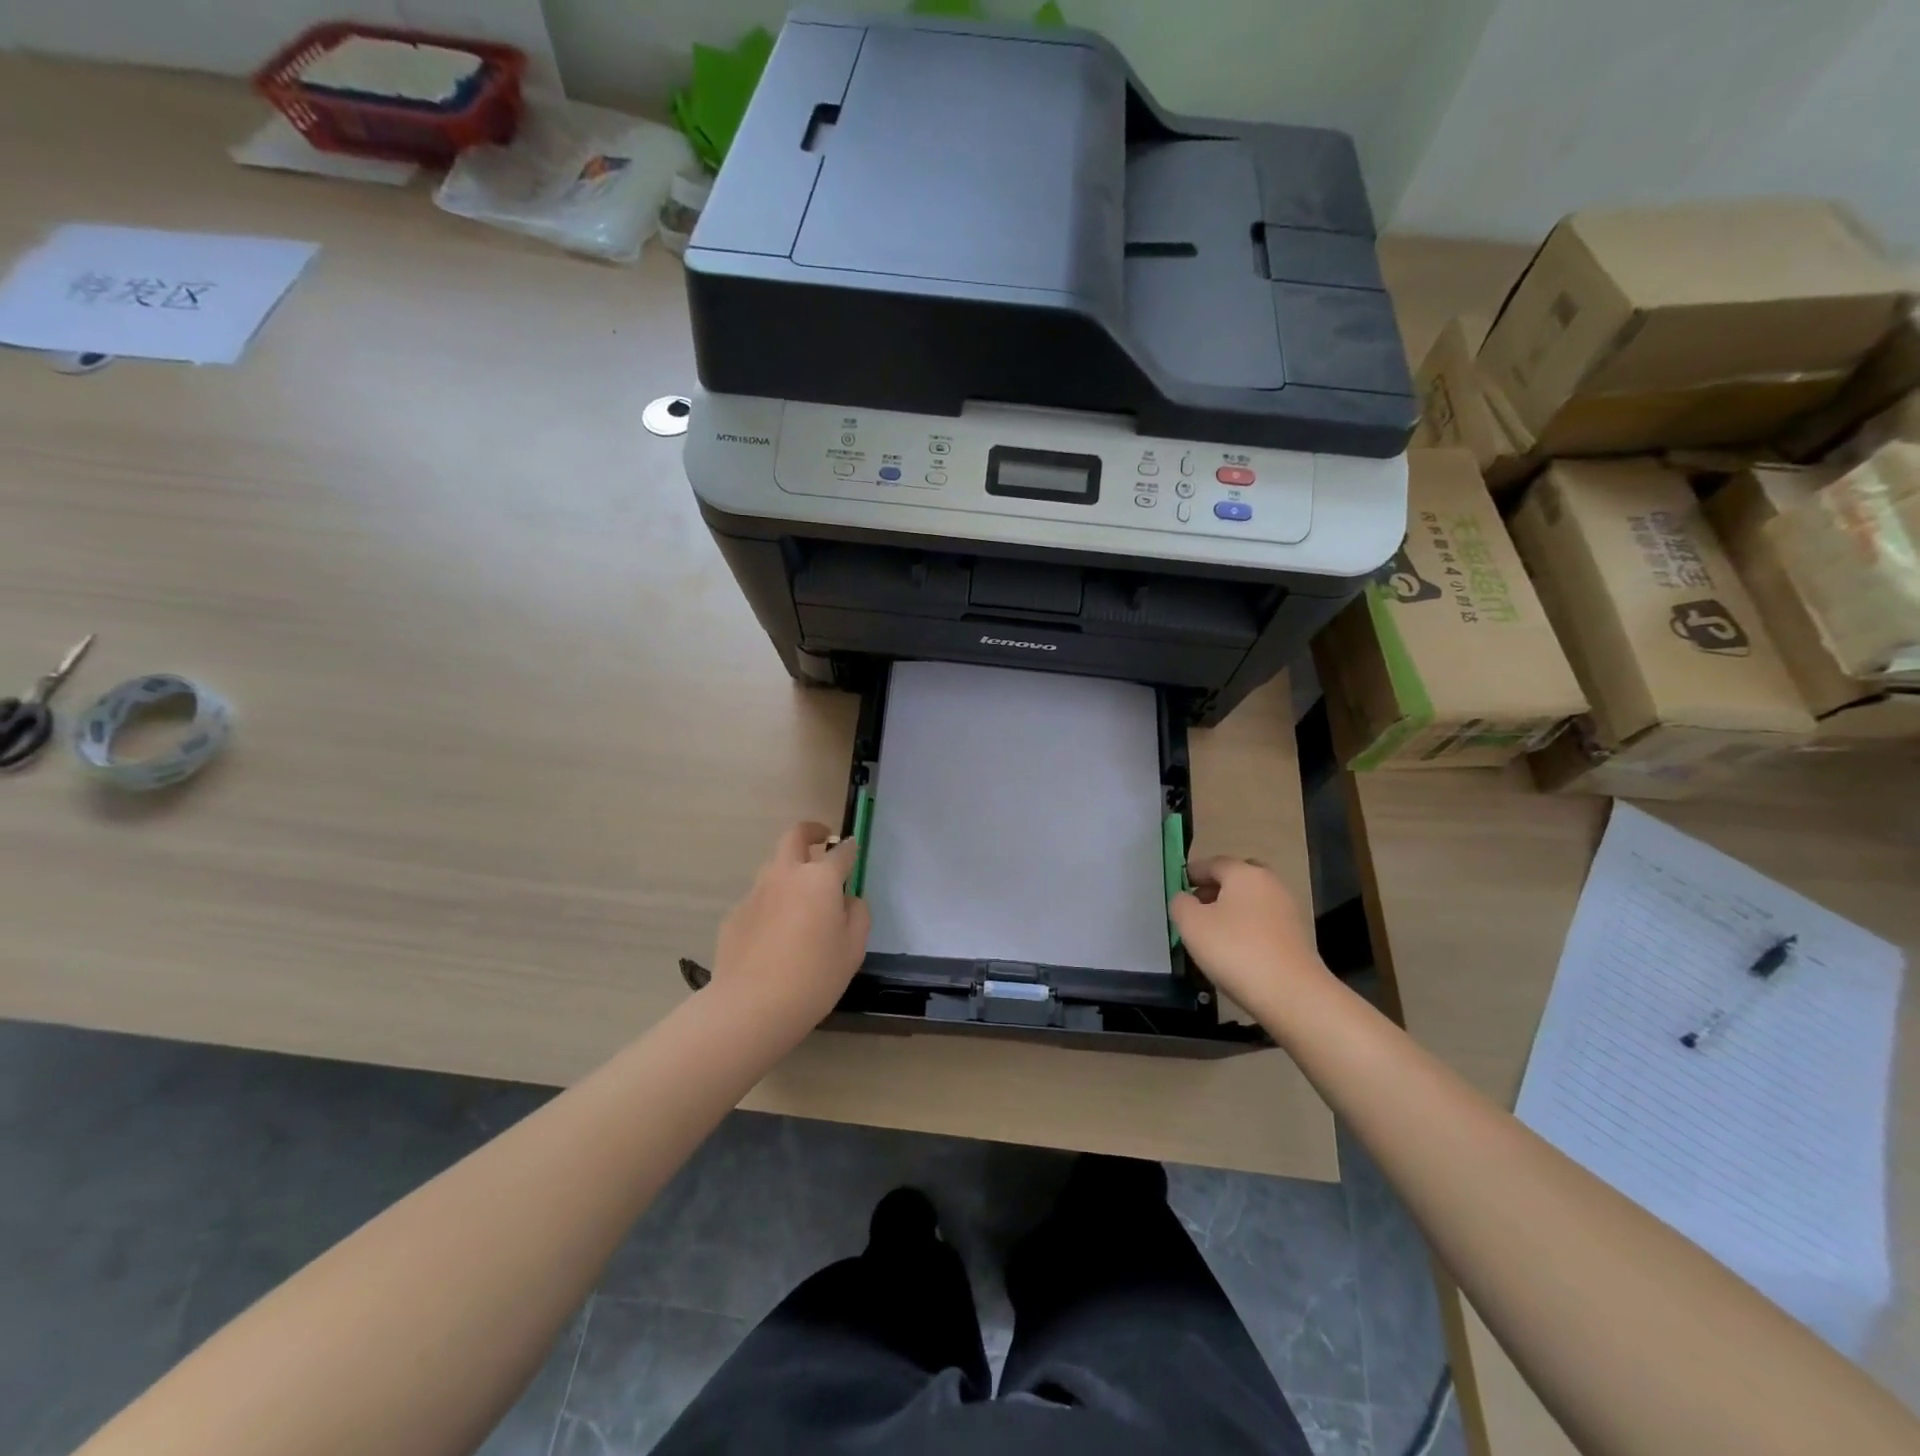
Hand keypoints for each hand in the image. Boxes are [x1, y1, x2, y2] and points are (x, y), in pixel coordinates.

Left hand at [709, 822, 869, 1042]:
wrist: (751, 1006)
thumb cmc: (814, 976)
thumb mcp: (853, 949)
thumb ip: (857, 915)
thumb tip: (846, 900)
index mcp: (819, 879)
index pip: (841, 852)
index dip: (850, 848)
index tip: (853, 849)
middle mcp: (785, 875)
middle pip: (795, 836)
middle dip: (811, 832)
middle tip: (822, 841)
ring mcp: (756, 893)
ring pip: (774, 867)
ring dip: (789, 871)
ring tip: (800, 901)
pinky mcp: (735, 915)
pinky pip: (759, 900)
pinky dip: (771, 905)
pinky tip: (775, 937)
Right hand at [1170, 856, 1331, 1021]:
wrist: (1292, 994)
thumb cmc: (1235, 950)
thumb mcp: (1192, 925)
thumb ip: (1181, 904)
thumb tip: (1185, 899)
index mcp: (1244, 873)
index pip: (1213, 863)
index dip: (1192, 872)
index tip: (1178, 886)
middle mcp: (1270, 883)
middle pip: (1237, 878)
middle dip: (1215, 888)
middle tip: (1197, 906)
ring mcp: (1288, 909)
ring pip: (1252, 900)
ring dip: (1232, 909)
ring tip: (1212, 931)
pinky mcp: (1298, 936)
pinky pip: (1264, 921)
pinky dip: (1248, 927)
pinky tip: (1236, 948)